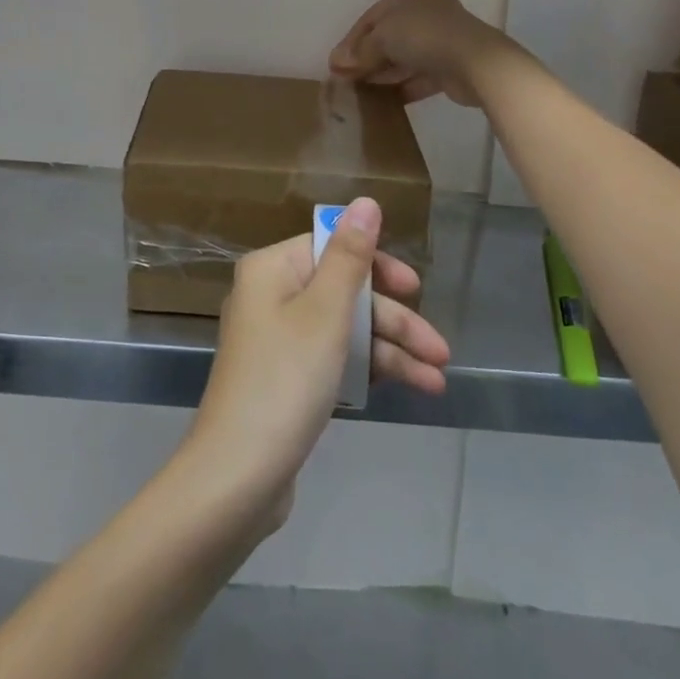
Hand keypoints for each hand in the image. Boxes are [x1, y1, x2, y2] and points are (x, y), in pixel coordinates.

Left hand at [183, 198, 450, 525]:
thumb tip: (365, 202)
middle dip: (394, 320)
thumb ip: (351, 257)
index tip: (416, 288)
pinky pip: (333, 359)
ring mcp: (276, 341)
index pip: (331, 248)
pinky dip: (367, 370)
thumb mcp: (326, 313)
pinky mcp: (285, 379)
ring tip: (437, 381)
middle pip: (343, 292)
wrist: (238, 476)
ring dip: (390, 351)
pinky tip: (409, 389)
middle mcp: (270, 297)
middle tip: (441, 350)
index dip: (376, 265)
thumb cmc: (285, 379)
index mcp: (272, 270)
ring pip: (344, 330)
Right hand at [329, 0, 515, 106]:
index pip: (371, 17)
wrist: (475, 62)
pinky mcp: (450, 65)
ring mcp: (440, 39)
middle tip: (345, 80)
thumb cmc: (423, 35)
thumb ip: (359, 52)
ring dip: (382, 74)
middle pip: (387, 37)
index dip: (350, 41)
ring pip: (403, 57)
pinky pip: (418, 75)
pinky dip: (401, 86)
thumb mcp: (382, 37)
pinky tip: (382, 101)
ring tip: (359, 93)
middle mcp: (426, 11)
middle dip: (365, 58)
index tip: (335, 65)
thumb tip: (336, 64)